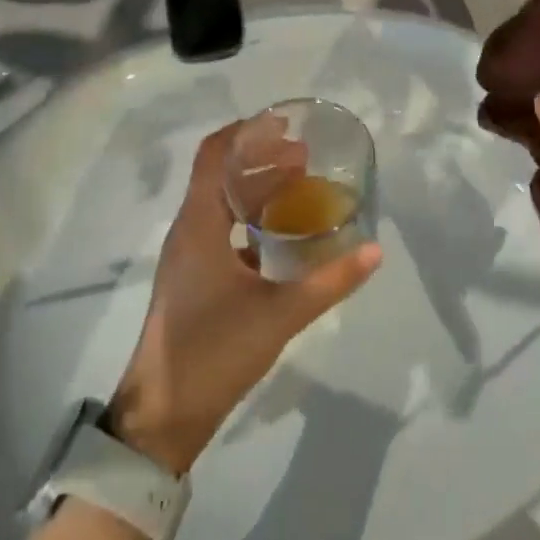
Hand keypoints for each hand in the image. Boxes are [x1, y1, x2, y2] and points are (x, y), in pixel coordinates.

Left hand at [109, 124, 381, 474]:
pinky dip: (250, 218)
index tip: (284, 123)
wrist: (163, 415)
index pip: (215, 154)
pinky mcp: (193, 277)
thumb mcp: (279, 314)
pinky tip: (281, 234)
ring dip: (256, 187)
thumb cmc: (214, 352)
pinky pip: (221, 229)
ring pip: (221, 202)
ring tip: (300, 186)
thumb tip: (376, 250)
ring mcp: (188, 255)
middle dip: (261, 157)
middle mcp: (189, 229)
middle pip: (221, 174)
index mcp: (199, 223)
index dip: (246, 131)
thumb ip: (330, 281)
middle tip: (305, 156)